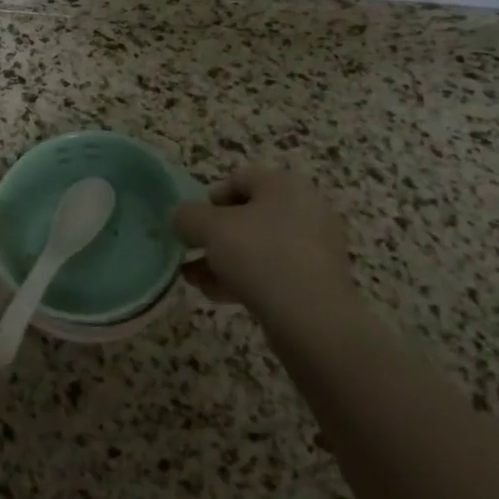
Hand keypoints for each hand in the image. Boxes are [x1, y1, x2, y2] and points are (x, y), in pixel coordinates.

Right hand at [172, 166, 354, 320]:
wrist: (312, 320)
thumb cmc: (260, 256)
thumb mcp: (210, 228)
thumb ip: (187, 216)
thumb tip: (181, 219)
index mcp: (285, 185)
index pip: (239, 179)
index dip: (209, 199)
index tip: (193, 223)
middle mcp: (305, 209)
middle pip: (247, 215)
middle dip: (214, 235)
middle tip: (190, 252)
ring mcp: (314, 248)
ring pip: (257, 247)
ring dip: (223, 260)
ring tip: (195, 279)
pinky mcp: (316, 282)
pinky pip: (272, 272)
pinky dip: (245, 279)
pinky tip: (217, 295)